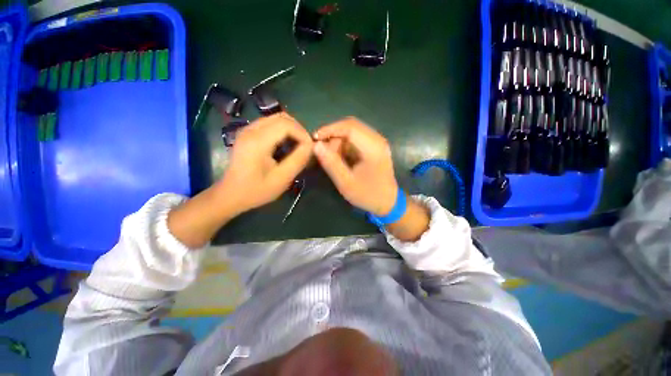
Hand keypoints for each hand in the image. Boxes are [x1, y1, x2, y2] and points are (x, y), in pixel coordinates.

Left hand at [216, 113, 312, 214]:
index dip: (302, 134)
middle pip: (282, 117)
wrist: (231, 195)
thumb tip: (311, 146)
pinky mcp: (247, 133)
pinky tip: (285, 145)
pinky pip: (270, 124)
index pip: (287, 125)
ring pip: (276, 118)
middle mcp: (251, 129)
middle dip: (298, 130)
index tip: (309, 149)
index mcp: (258, 141)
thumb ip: (298, 160)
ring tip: (297, 145)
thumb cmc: (256, 190)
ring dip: (291, 129)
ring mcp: (247, 129)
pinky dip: (282, 131)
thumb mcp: (281, 178)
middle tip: (305, 146)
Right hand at [313, 117, 398, 215]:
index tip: (315, 138)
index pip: (350, 127)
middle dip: (333, 135)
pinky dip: (345, 145)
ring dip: (339, 141)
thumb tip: (316, 145)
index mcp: (373, 147)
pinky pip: (356, 138)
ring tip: (332, 157)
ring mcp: (377, 142)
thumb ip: (331, 164)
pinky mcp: (375, 146)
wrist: (388, 202)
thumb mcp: (346, 183)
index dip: (330, 129)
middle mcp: (377, 139)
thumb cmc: (368, 195)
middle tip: (323, 151)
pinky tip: (341, 157)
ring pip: (353, 131)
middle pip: (351, 126)